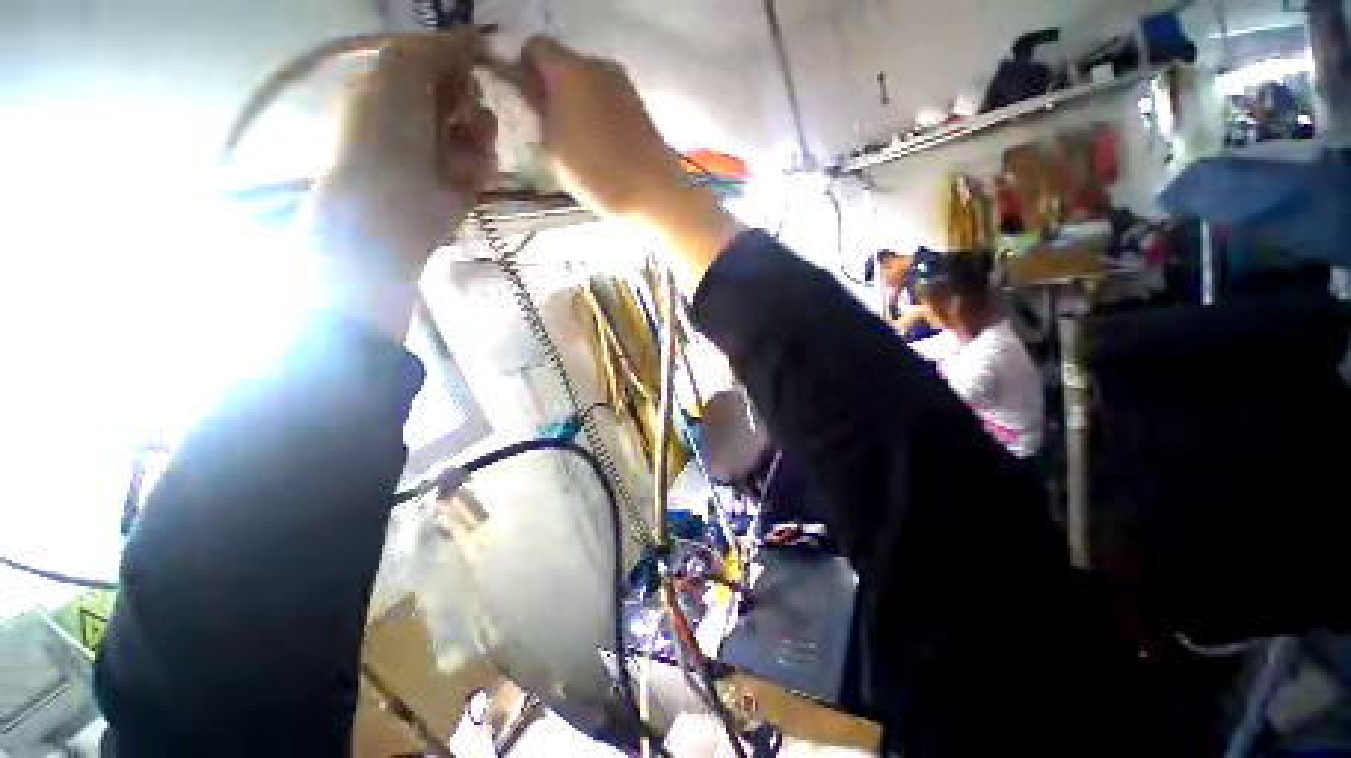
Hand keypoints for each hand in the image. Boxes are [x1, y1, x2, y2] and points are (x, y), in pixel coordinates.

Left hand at [309, 32, 496, 336]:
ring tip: (465, 147)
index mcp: (393, 82)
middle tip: (460, 110)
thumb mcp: (398, 71)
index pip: (437, 59)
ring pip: (481, 124)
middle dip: (469, 96)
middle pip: (464, 90)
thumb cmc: (384, 134)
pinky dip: (480, 164)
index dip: (458, 57)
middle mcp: (418, 111)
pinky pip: (487, 159)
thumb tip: (475, 36)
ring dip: (479, 131)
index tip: (477, 57)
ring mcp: (443, 148)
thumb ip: (435, 48)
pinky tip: (465, 175)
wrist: (392, 206)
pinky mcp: (466, 178)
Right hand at [510, 36, 740, 290]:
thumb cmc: (598, 174)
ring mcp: (624, 84)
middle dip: (552, 87)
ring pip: (588, 82)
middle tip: (551, 127)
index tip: (525, 101)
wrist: (654, 194)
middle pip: (564, 64)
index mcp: (569, 70)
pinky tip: (603, 145)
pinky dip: (599, 113)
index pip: (534, 47)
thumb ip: (536, 113)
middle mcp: (598, 65)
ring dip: (577, 101)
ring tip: (580, 142)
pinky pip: (609, 99)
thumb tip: (528, 91)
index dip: (523, 69)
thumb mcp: (552, 149)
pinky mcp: (641, 105)